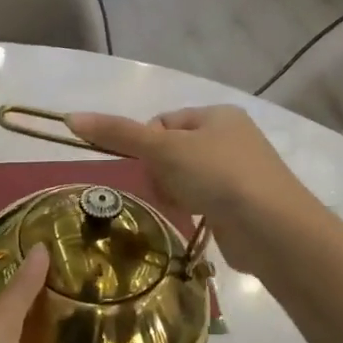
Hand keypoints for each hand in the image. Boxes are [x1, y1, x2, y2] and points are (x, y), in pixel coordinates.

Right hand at [64, 106, 311, 272]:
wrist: (271, 227)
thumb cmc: (217, 176)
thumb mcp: (163, 149)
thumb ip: (118, 134)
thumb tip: (70, 117)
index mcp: (217, 115)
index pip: (163, 122)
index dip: (146, 144)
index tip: (147, 165)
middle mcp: (231, 138)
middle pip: (172, 152)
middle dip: (160, 172)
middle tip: (165, 188)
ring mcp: (240, 173)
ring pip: (184, 179)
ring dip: (173, 193)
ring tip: (180, 207)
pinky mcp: (241, 205)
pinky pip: (202, 201)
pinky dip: (192, 209)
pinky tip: (193, 220)